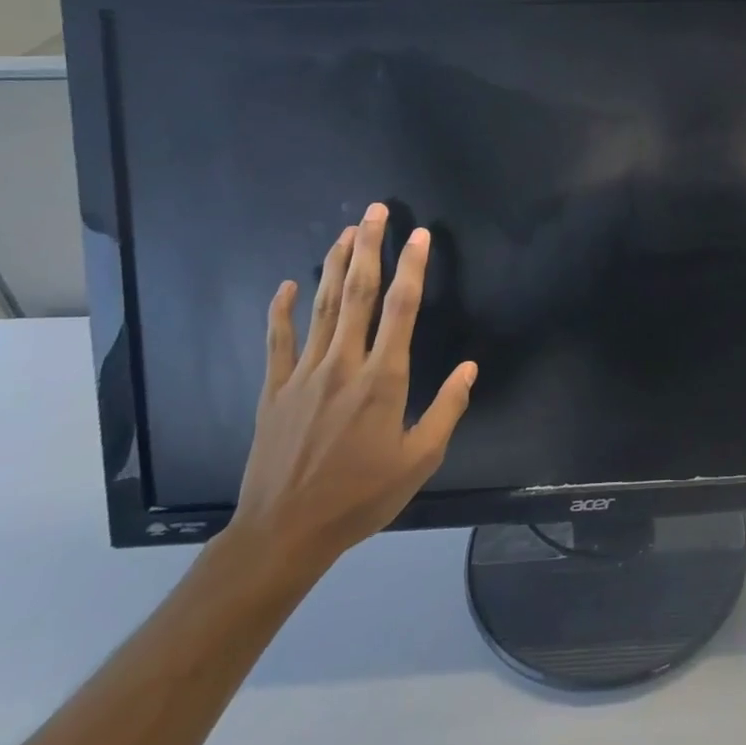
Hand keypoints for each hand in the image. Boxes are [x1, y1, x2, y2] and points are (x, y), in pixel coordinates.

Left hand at [224, 203, 476, 582]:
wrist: (285, 532)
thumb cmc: (361, 496)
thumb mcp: (419, 460)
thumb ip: (447, 409)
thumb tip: (470, 367)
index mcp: (383, 380)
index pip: (401, 309)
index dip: (411, 268)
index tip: (419, 236)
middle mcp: (343, 365)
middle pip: (357, 294)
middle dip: (368, 248)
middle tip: (375, 211)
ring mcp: (304, 375)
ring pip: (321, 307)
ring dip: (333, 265)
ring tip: (344, 232)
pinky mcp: (275, 390)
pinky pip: (278, 341)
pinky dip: (281, 310)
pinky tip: (288, 285)